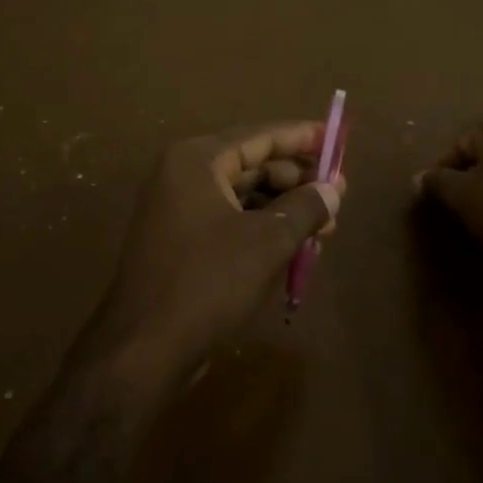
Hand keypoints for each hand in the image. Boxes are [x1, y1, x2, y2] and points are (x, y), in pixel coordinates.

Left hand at [92, 121, 343, 389]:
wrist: (145, 346)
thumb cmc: (208, 281)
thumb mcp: (268, 241)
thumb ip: (306, 207)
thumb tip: (333, 189)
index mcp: (196, 161)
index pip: (259, 136)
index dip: (301, 137)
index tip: (336, 138)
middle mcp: (182, 176)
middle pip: (251, 165)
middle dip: (296, 181)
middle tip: (338, 196)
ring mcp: (177, 210)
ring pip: (242, 197)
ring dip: (283, 210)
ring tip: (324, 228)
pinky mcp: (179, 242)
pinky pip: (228, 222)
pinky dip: (261, 230)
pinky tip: (294, 248)